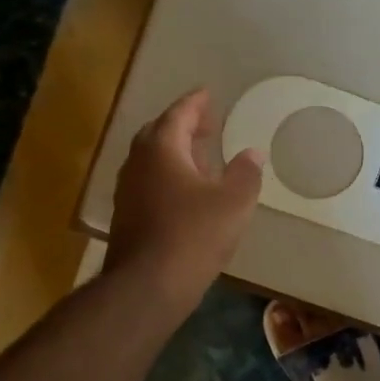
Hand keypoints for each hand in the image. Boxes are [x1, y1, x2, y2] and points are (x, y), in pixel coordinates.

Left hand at [106, 88, 263, 312]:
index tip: (207, 93)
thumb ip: (246, 173)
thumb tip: (253, 153)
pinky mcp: (127, 216)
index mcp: (162, 150)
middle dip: (182, 124)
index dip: (195, 103)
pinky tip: (187, 192)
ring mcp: (128, 191)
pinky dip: (168, 175)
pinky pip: (148, 181)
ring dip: (175, 152)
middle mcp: (138, 163)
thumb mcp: (233, 203)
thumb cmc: (193, 235)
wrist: (147, 287)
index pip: (178, 114)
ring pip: (151, 159)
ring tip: (201, 157)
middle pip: (158, 133)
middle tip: (206, 124)